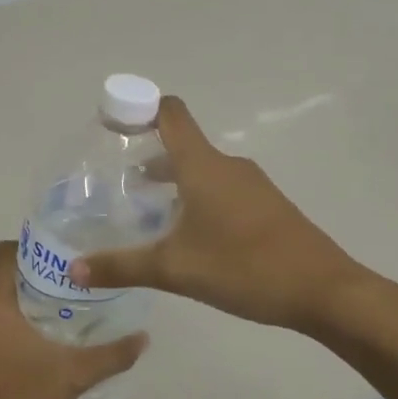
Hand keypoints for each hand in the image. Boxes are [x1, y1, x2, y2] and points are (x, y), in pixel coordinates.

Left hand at [0, 242, 146, 398]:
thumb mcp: (72, 377)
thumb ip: (110, 355)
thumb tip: (144, 338)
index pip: (4, 254)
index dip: (31, 246)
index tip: (62, 254)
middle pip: (3, 281)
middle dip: (36, 280)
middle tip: (73, 286)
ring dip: (25, 308)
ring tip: (62, 316)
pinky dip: (11, 330)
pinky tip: (40, 348)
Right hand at [72, 96, 363, 335]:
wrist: (324, 290)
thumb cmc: (244, 268)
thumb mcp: (174, 269)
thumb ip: (122, 267)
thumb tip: (73, 270)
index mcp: (203, 166)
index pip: (170, 114)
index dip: (139, 108)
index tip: (111, 123)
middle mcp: (227, 165)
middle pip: (182, 143)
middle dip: (148, 155)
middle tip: (117, 182)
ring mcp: (251, 184)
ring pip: (202, 169)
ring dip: (173, 180)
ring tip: (147, 210)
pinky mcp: (266, 206)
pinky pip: (222, 187)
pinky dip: (197, 196)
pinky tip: (188, 233)